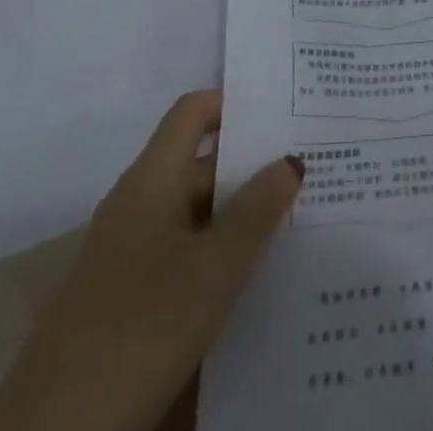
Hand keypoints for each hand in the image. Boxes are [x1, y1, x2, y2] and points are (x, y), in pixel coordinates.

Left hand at [0, 91, 302, 430]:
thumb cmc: (142, 328)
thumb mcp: (214, 268)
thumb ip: (256, 210)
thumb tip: (290, 159)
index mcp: (151, 179)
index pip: (193, 112)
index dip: (234, 105)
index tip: (281, 116)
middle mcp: (136, 204)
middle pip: (199, 164)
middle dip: (250, 167)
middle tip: (308, 172)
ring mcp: (127, 254)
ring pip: (193, 214)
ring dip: (237, 216)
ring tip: (294, 223)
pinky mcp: (125, 300)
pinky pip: (181, 255)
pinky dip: (216, 256)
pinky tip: (251, 281)